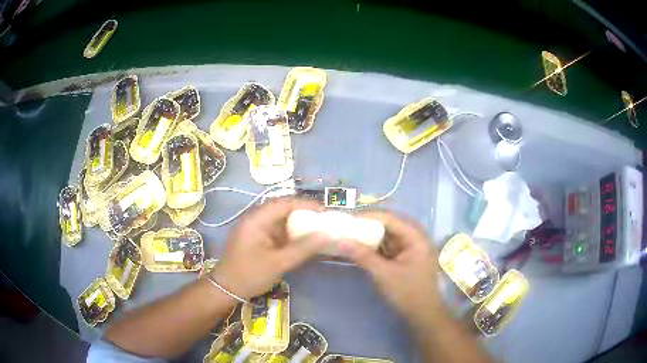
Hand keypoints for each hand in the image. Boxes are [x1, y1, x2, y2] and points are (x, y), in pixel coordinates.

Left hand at [212, 197, 326, 298]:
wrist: (226, 288)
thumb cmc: (250, 274)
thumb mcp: (279, 263)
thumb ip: (303, 248)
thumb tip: (326, 235)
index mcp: (257, 219)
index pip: (284, 203)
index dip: (306, 204)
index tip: (325, 210)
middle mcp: (254, 218)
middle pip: (281, 207)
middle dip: (302, 210)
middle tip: (322, 217)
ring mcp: (254, 228)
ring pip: (278, 218)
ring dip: (296, 221)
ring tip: (315, 226)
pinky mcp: (255, 237)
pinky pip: (275, 229)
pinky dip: (289, 232)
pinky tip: (300, 238)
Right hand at [341, 210, 443, 321]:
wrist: (423, 314)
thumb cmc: (407, 293)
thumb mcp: (384, 274)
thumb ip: (363, 256)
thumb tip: (340, 241)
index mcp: (416, 237)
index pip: (390, 218)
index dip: (368, 216)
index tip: (347, 219)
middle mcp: (415, 237)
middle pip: (390, 223)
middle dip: (369, 223)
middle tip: (348, 224)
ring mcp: (411, 247)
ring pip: (388, 234)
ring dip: (371, 234)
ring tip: (351, 232)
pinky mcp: (406, 257)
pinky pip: (389, 245)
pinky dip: (375, 245)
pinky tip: (361, 246)